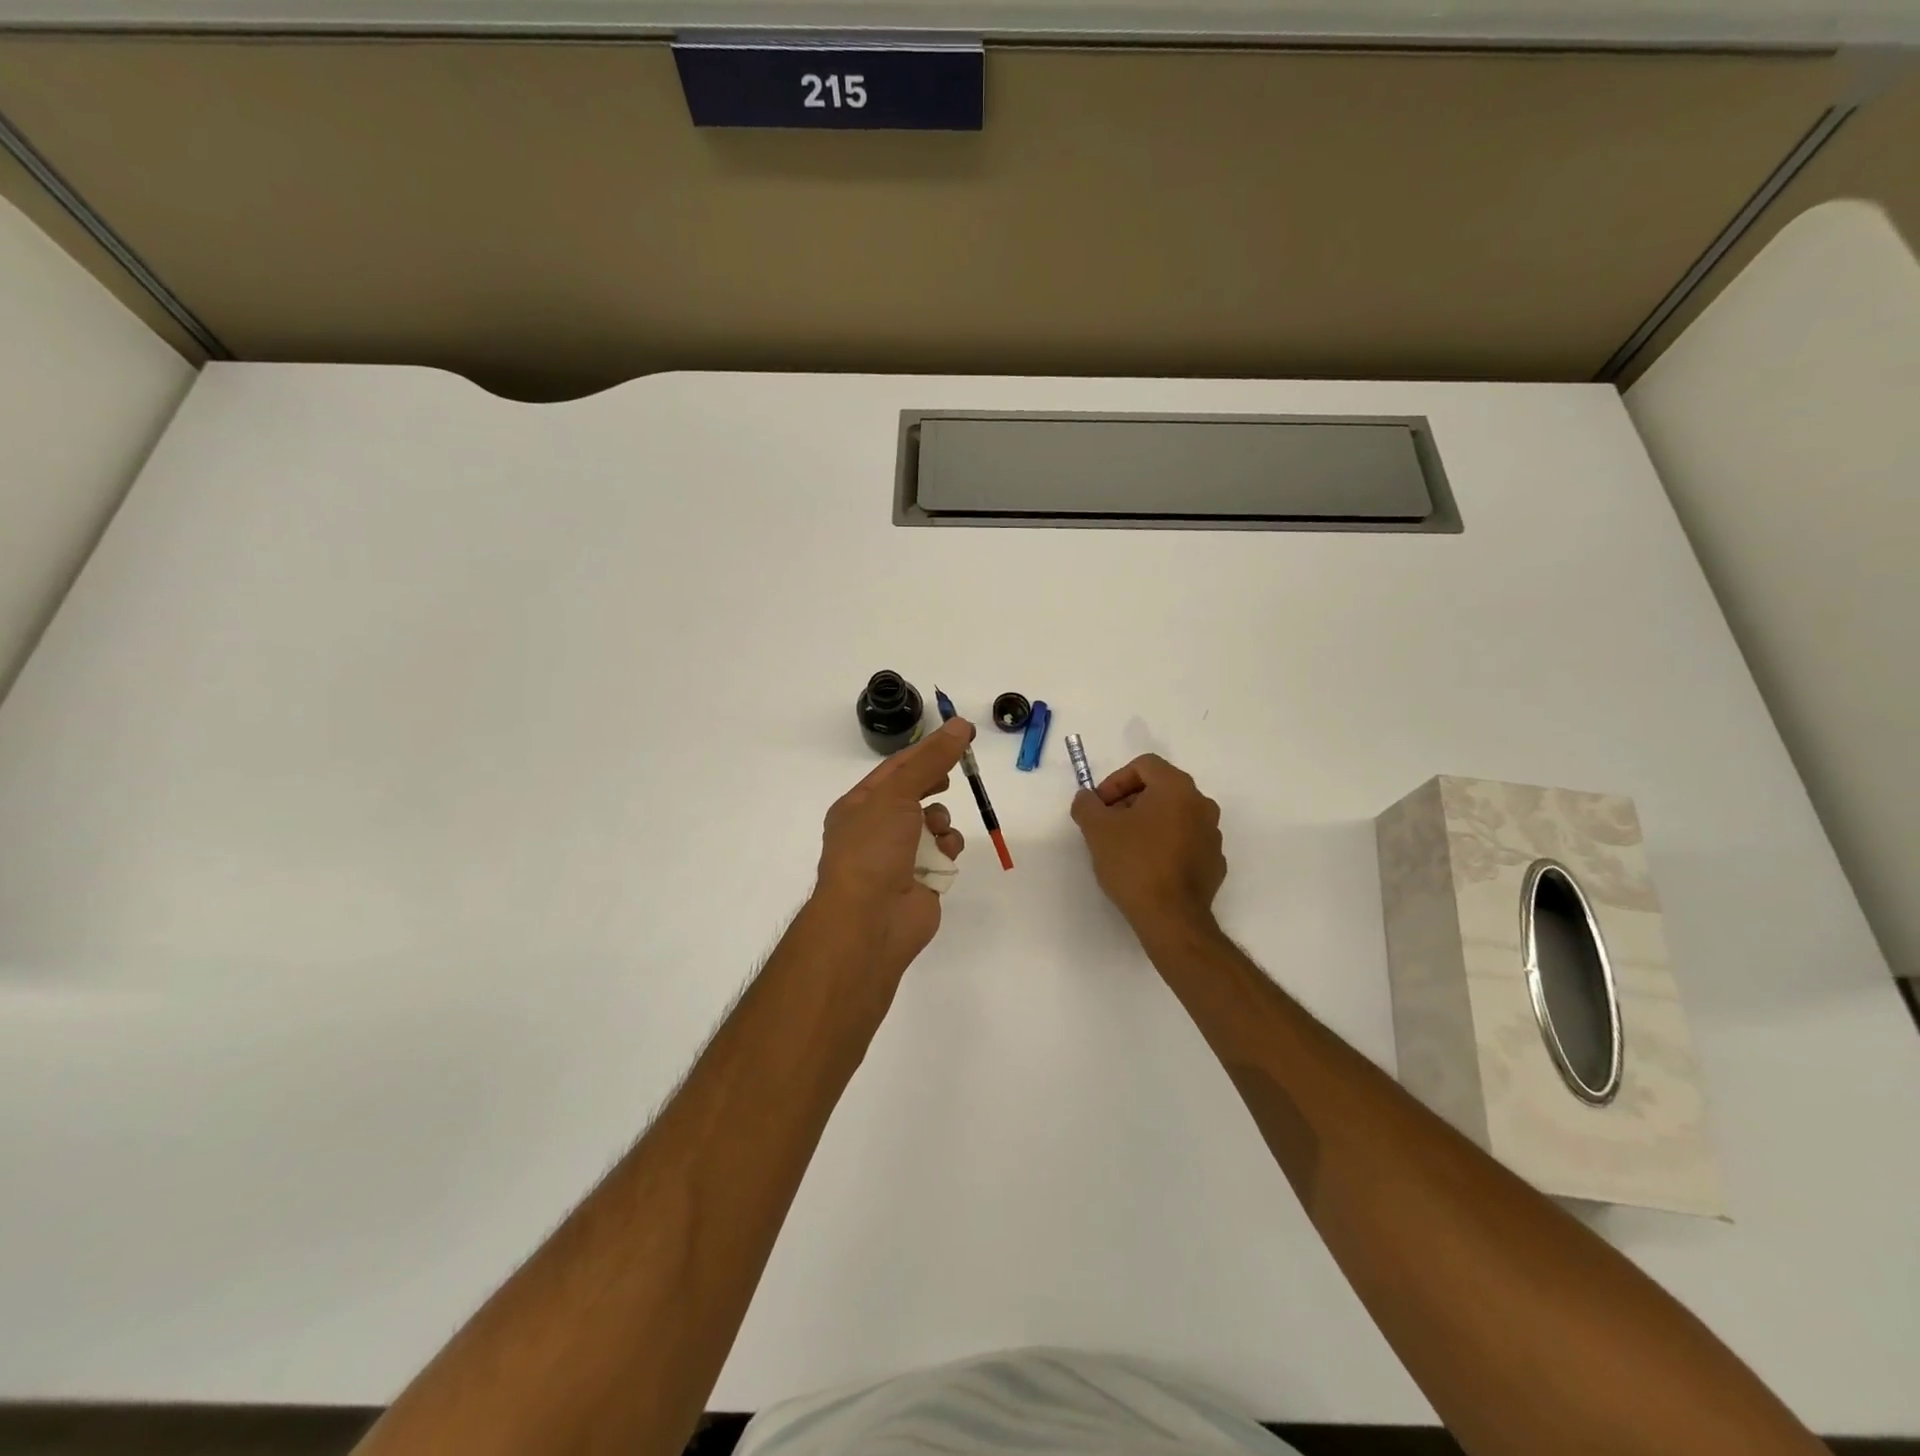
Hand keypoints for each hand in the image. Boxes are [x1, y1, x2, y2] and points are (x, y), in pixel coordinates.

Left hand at [814, 717, 971, 979]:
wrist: (870, 920)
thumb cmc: (873, 849)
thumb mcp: (898, 794)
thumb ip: (931, 760)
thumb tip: (959, 725)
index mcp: (858, 805)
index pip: (896, 767)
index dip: (928, 748)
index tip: (961, 732)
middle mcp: (876, 829)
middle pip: (914, 794)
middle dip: (935, 784)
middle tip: (957, 771)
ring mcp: (898, 857)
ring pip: (932, 825)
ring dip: (941, 822)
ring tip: (936, 830)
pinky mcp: (921, 881)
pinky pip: (943, 854)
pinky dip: (947, 850)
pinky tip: (943, 856)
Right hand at [1071, 754, 1224, 933]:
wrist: (1171, 918)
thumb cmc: (1134, 863)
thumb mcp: (1097, 829)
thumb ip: (1087, 804)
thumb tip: (1087, 798)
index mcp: (1177, 788)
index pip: (1144, 765)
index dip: (1115, 780)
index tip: (1100, 806)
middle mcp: (1202, 804)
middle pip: (1161, 789)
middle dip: (1130, 802)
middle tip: (1108, 825)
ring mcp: (1213, 834)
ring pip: (1174, 816)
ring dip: (1148, 823)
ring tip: (1126, 848)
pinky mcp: (1215, 863)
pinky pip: (1186, 842)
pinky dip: (1166, 845)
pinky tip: (1148, 868)